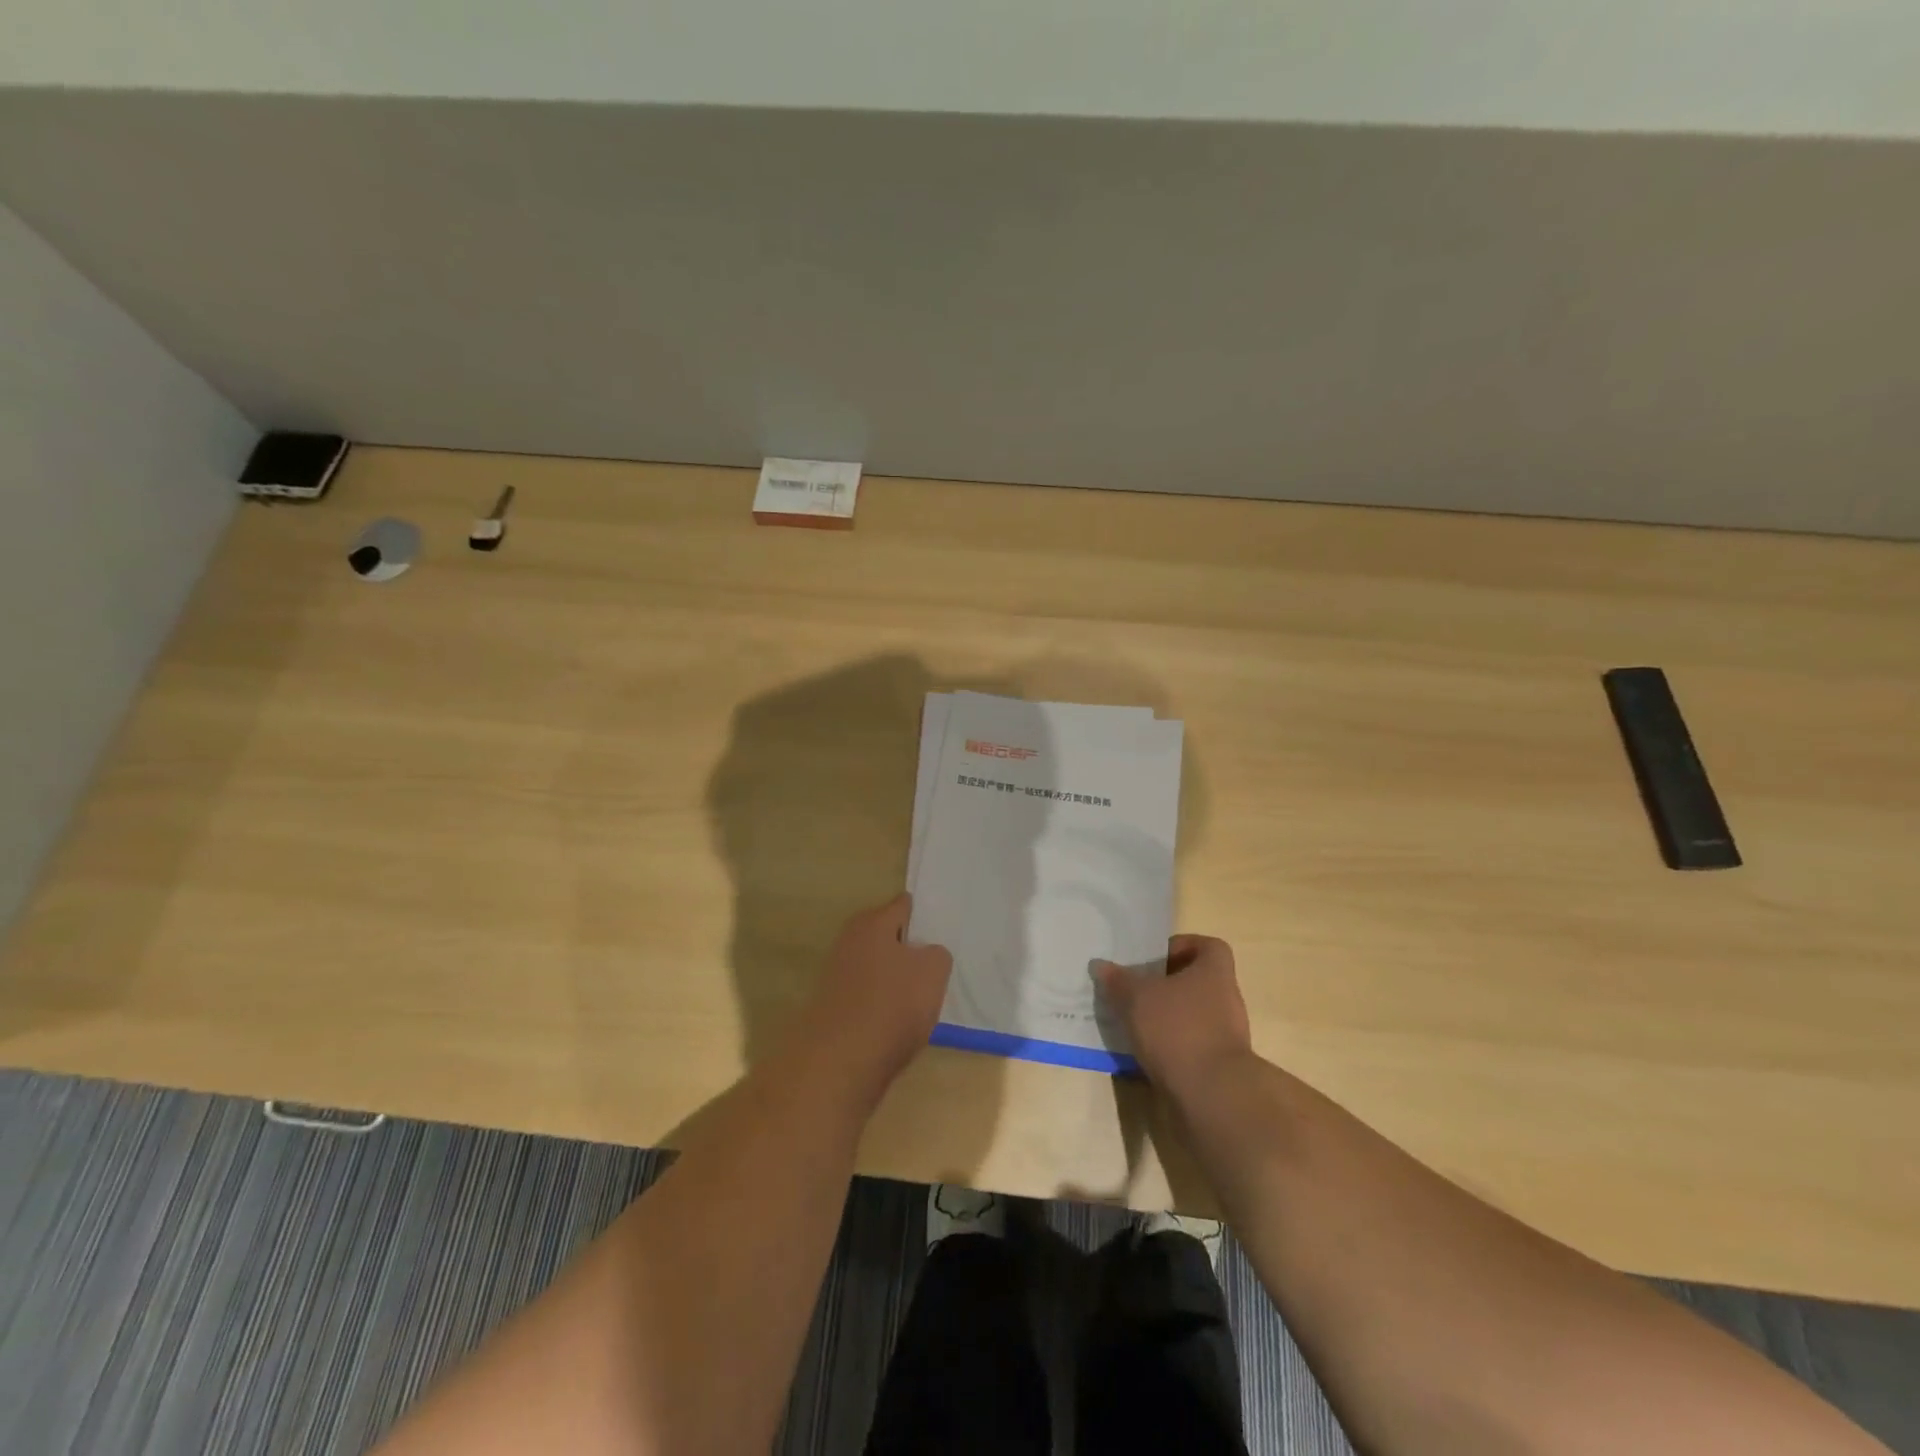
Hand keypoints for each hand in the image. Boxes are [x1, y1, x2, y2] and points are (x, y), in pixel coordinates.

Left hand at [800, 894, 952, 1104]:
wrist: (841, 1062)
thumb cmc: (892, 1004)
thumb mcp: (933, 972)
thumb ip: (936, 954)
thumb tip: (926, 955)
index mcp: (872, 922)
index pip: (903, 905)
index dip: (924, 916)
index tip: (941, 930)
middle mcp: (850, 940)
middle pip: (888, 937)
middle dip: (909, 949)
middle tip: (936, 966)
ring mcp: (837, 974)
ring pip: (878, 967)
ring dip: (896, 978)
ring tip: (922, 998)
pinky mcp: (834, 1006)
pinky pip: (868, 995)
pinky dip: (882, 1003)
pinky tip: (899, 1021)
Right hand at [1096, 935, 1255, 1096]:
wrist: (1212, 1096)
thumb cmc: (1177, 1030)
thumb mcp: (1137, 998)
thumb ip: (1118, 980)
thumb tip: (1100, 965)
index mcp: (1215, 972)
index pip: (1208, 946)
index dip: (1182, 946)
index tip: (1154, 958)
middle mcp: (1226, 999)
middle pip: (1196, 981)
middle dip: (1165, 984)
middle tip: (1134, 988)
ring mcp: (1225, 1035)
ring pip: (1191, 1014)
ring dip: (1165, 1015)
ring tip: (1133, 1020)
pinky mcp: (1218, 1065)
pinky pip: (1190, 1043)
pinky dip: (1170, 1044)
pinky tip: (1144, 1050)